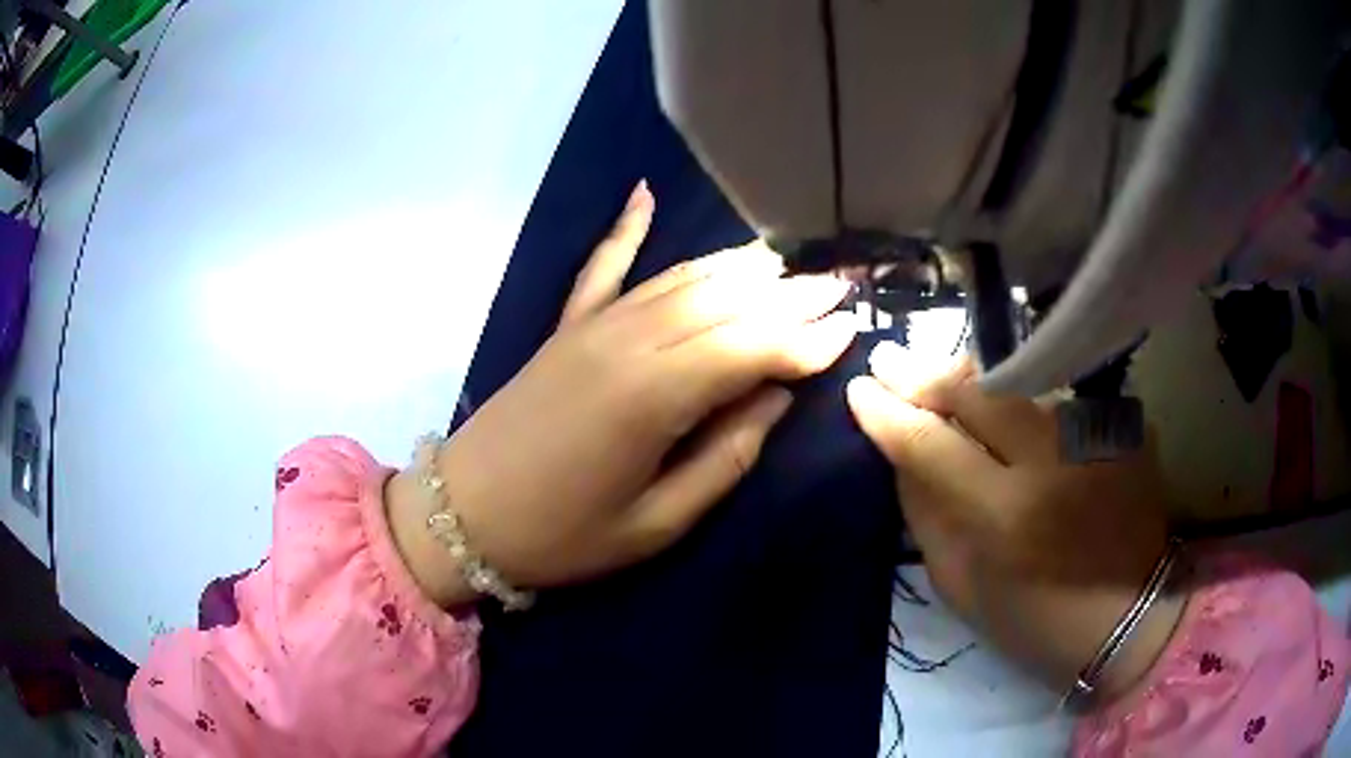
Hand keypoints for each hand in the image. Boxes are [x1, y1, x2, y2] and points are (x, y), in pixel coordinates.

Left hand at [388, 181, 855, 606]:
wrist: (464, 513)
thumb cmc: (563, 535)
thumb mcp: (655, 523)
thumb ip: (723, 457)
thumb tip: (774, 399)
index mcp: (653, 395)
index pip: (752, 347)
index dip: (806, 338)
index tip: (850, 329)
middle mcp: (628, 340)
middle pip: (725, 301)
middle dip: (789, 294)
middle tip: (838, 285)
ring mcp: (593, 325)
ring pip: (681, 278)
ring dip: (737, 266)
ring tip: (787, 260)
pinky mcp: (567, 326)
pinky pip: (604, 266)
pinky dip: (627, 229)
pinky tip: (644, 194)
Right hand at [846, 342, 1183, 701]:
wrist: (1132, 617)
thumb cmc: (1037, 621)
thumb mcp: (963, 587)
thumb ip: (927, 515)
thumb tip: (899, 453)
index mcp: (1006, 514)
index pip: (930, 441)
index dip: (888, 412)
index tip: (859, 389)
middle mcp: (1054, 458)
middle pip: (976, 390)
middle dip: (923, 371)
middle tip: (889, 358)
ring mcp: (1095, 431)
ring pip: (1018, 380)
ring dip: (972, 378)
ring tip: (943, 378)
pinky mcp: (1122, 424)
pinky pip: (1057, 396)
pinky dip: (1024, 398)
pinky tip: (1011, 406)